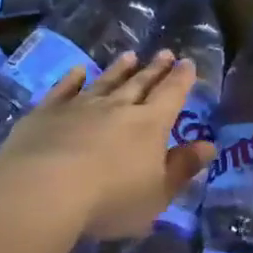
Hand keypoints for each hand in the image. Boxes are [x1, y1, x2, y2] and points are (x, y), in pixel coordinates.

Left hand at [0, 51, 213, 238]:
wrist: (43, 190)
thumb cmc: (110, 199)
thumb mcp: (158, 194)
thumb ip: (182, 168)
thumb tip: (209, 145)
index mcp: (150, 125)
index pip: (171, 96)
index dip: (182, 79)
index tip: (188, 63)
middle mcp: (117, 108)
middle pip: (140, 83)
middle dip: (154, 69)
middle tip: (164, 53)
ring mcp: (80, 106)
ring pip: (105, 82)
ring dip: (119, 69)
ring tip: (129, 55)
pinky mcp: (46, 113)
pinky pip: (64, 90)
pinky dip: (73, 79)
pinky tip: (79, 70)